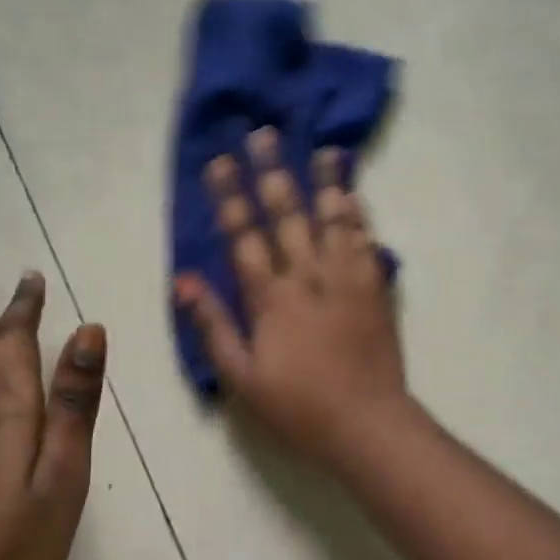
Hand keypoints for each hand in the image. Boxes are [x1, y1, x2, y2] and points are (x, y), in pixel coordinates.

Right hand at [176, 128, 410, 466]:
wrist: (368, 424)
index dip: (230, 198)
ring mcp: (347, 281)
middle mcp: (309, 279)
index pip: (245, 238)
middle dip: (273, 173)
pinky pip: (367, 243)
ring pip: (334, 221)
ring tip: (323, 149)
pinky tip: (355, 195)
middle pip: (289, 216)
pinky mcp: (376, 290)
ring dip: (326, 183)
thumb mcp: (242, 379)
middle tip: (264, 135)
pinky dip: (360, 216)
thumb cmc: (299, 408)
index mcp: (272, 300)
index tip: (218, 162)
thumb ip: (214, 326)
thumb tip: (184, 280)